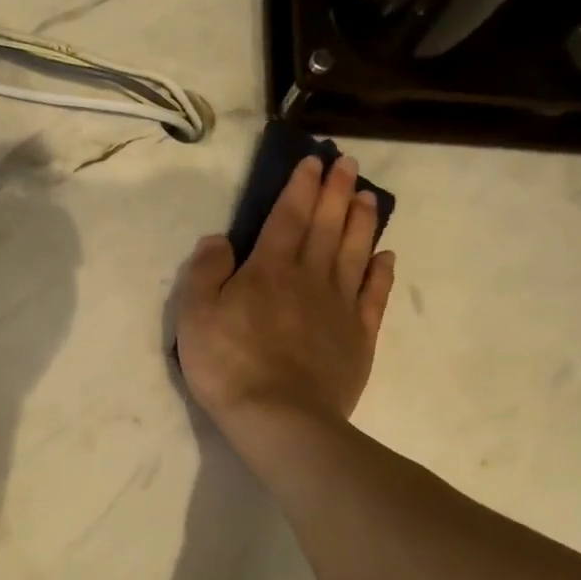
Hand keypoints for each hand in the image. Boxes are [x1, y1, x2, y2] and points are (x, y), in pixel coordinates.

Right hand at [177, 154, 394, 455]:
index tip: (314, 162)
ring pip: (355, 252)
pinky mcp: (358, 336)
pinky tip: (385, 256)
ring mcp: (340, 306)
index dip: (301, 187)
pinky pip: (373, 295)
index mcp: (269, 269)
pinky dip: (380, 272)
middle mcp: (310, 277)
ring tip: (370, 197)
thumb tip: (220, 239)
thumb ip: (206, 271)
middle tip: (349, 165)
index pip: (288, 216)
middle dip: (337, 192)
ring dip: (363, 221)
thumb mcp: (195, 315)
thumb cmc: (228, 364)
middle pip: (327, 226)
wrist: (279, 417)